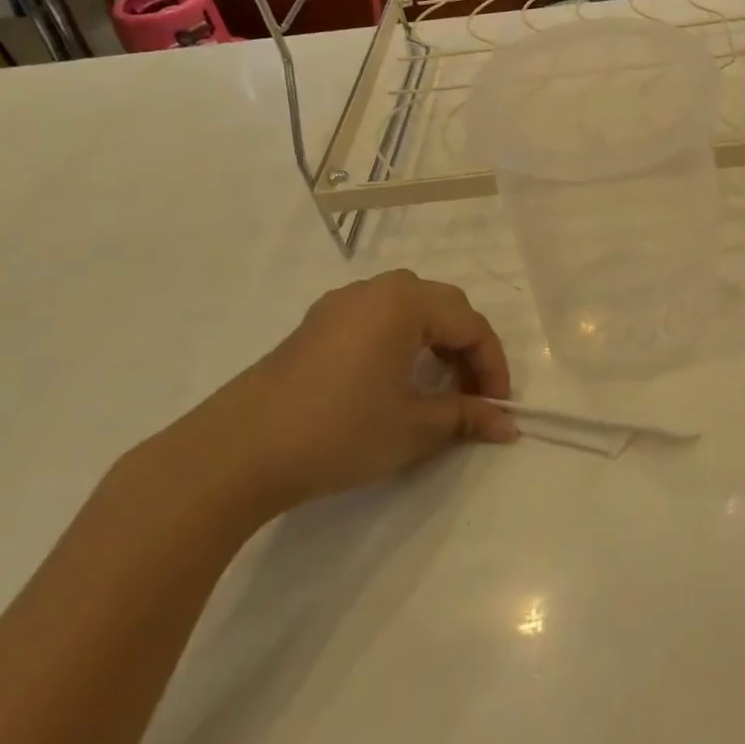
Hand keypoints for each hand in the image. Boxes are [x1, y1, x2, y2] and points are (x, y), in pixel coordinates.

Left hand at [174, 270, 516, 516]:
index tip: (498, 407)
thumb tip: (507, 425)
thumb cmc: (338, 432)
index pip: (470, 325)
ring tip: (438, 385)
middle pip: (443, 306)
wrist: (236, 453)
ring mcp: (339, 304)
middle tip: (472, 394)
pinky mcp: (314, 325)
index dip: (493, 365)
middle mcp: (375, 290)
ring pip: (409, 307)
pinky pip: (376, 317)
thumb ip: (466, 417)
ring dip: (435, 341)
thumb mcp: (413, 428)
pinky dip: (401, 340)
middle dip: (467, 348)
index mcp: (405, 303)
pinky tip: (393, 378)